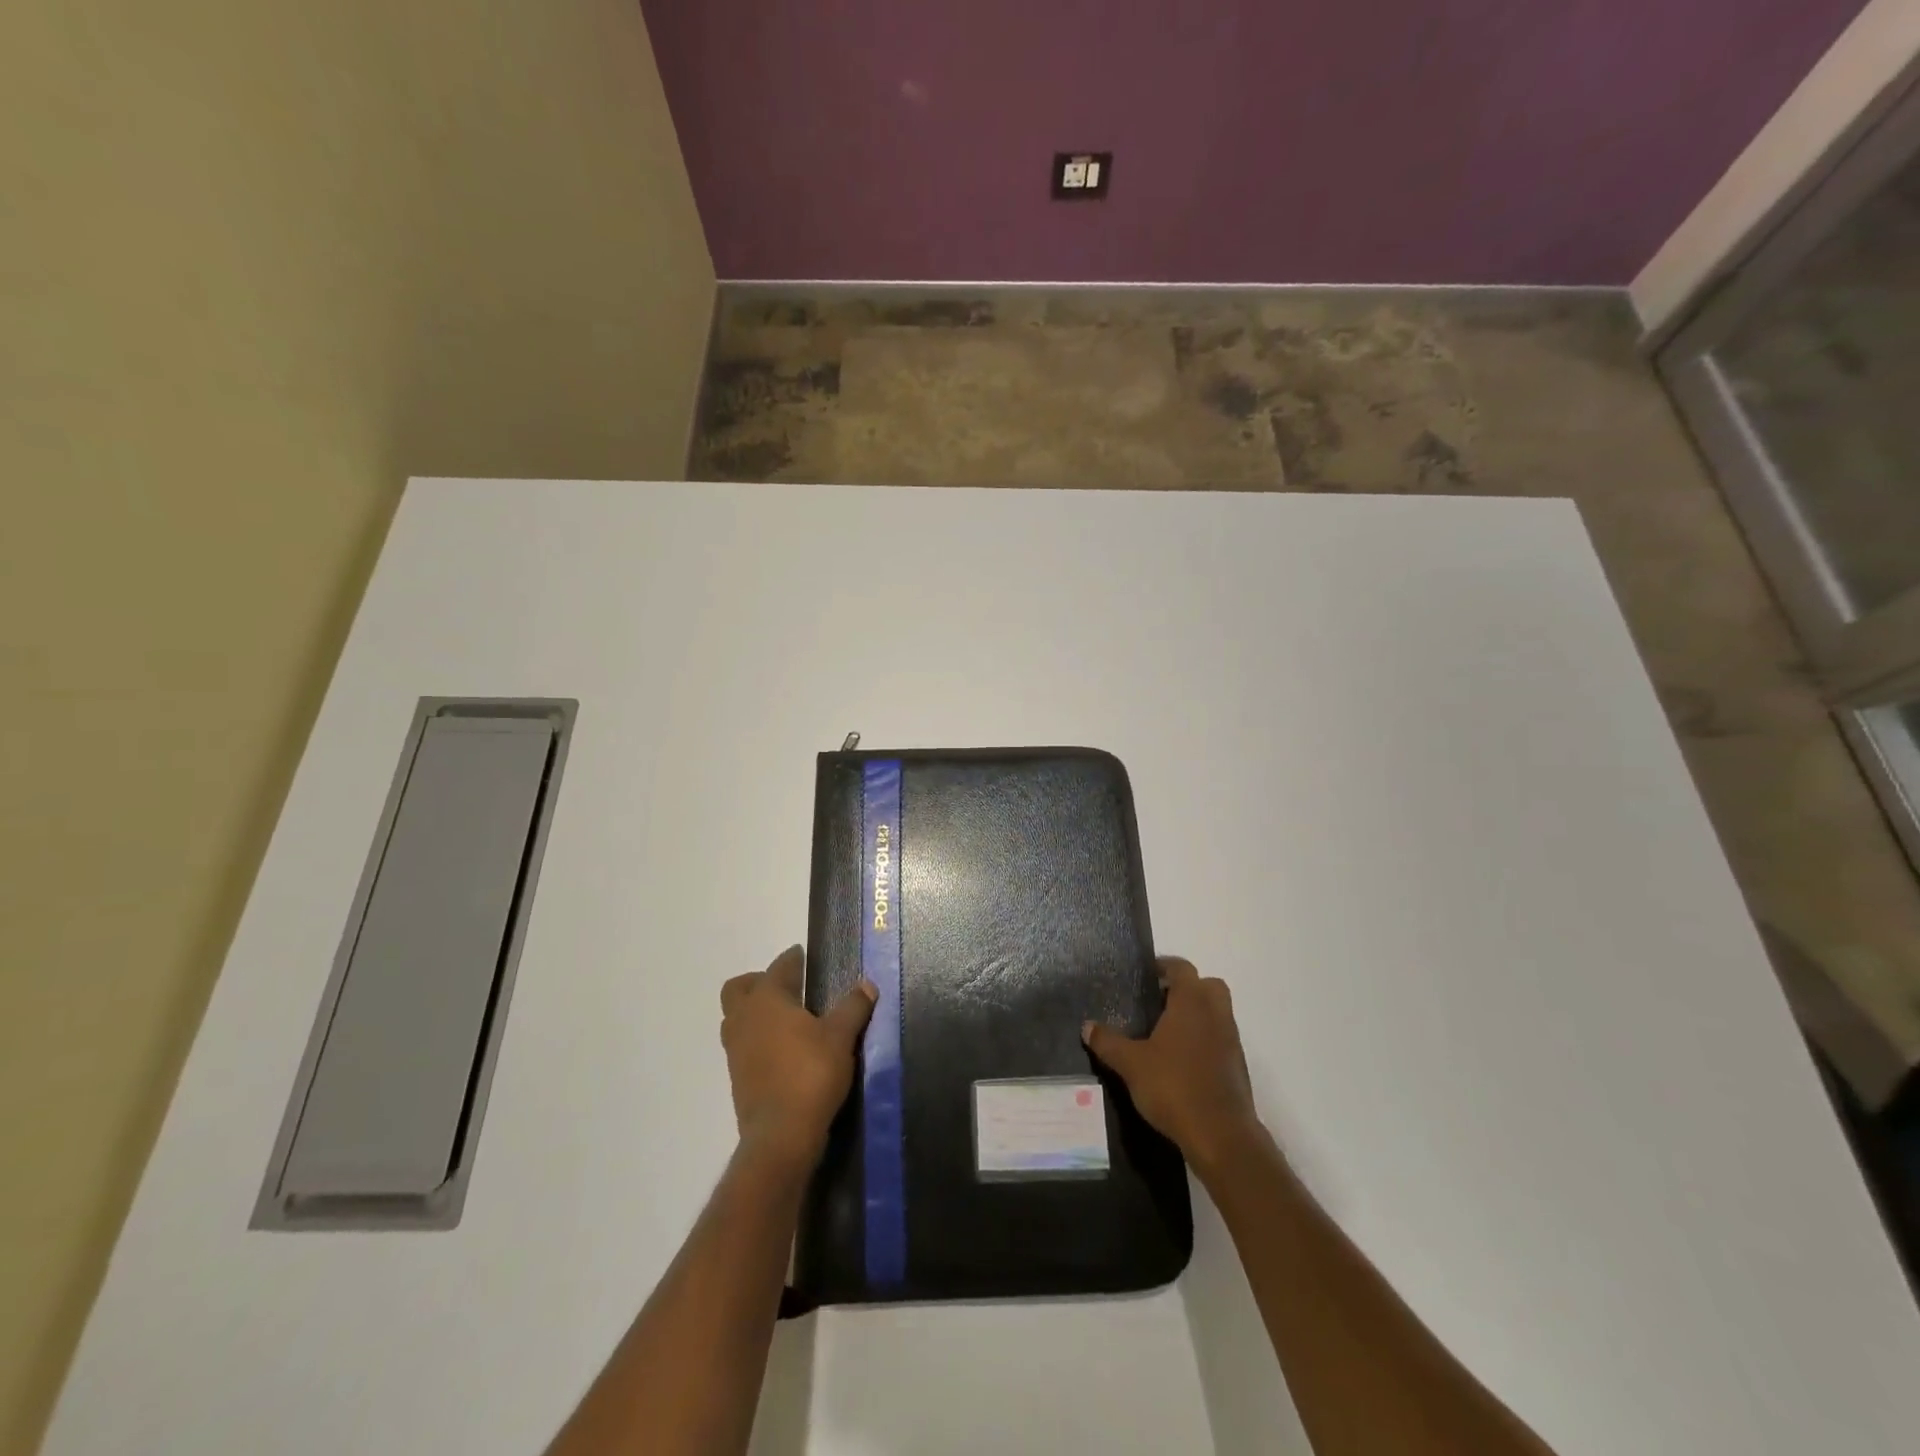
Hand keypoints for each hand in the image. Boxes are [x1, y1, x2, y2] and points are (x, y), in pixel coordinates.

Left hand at [720, 946, 875, 1171]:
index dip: (792, 959)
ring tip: (786, 1018)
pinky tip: (782, 1049)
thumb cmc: (810, 1074)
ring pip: (737, 1017)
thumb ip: (853, 1007)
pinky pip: (743, 1044)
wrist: (780, 1136)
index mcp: (767, 1000)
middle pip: (739, 988)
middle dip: (759, 981)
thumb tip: (867, 985)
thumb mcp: (841, 1037)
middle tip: (787, 986)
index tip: (802, 955)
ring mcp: (736, 1050)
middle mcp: (744, 1019)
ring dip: (755, 1011)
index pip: (778, 968)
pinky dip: (757, 1038)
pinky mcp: (737, 1077)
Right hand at [1083, 956, 1261, 1175]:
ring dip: (1196, 1014)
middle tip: (1159, 1001)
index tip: (1146, 974)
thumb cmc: (1174, 1087)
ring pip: (1217, 1012)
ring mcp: (1231, 1040)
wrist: (1222, 1136)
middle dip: (1186, 988)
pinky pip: (1220, 1038)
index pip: (1182, 968)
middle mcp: (1216, 1014)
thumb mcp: (1131, 1064)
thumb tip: (1087, 1026)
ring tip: (1165, 1033)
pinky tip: (1181, 1060)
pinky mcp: (1237, 1066)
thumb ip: (1108, 1042)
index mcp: (1192, 1002)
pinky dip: (1204, 1039)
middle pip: (1207, 985)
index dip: (1164, 966)